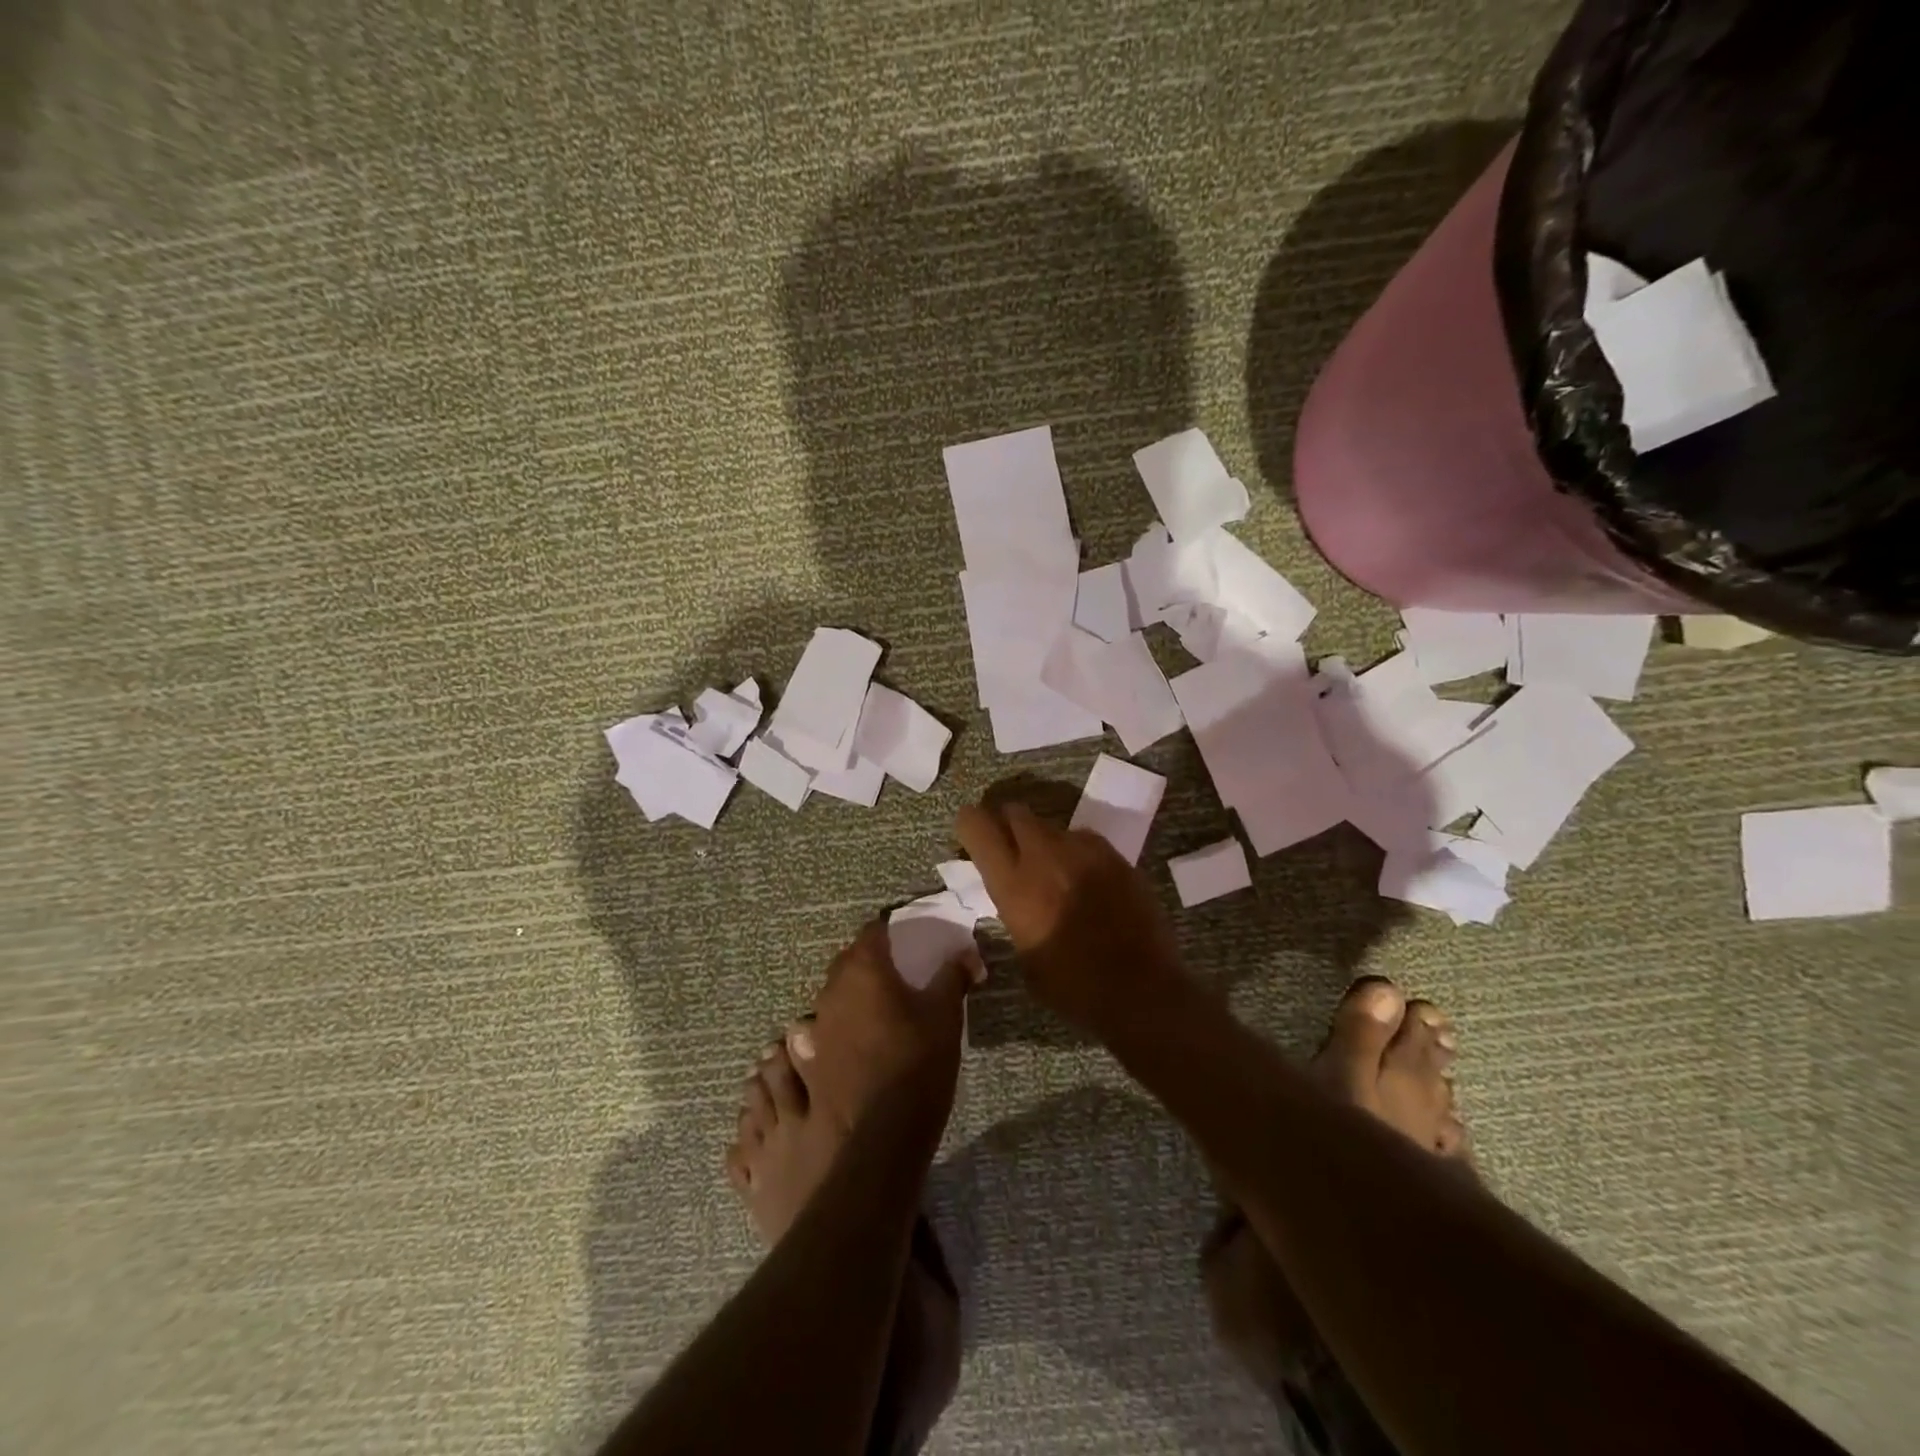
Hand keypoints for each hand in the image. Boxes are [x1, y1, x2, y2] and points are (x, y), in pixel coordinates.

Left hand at [793, 922, 977, 1142]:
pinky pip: (808, 1039)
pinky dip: (821, 1037)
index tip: (908, 941)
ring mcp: (811, 1032)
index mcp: (863, 972)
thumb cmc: (915, 1069)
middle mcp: (830, 994)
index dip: (890, 931)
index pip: (873, 931)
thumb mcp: (945, 1019)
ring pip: (826, 1001)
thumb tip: (965, 953)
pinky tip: (834, 1053)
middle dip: (869, 963)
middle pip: (847, 964)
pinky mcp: (802, 1068)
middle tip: (897, 978)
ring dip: (844, 1001)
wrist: (875, 1147)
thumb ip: (952, 978)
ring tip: (869, 1018)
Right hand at [956, 798, 1187, 1038]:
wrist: (1141, 990)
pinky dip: (1076, 853)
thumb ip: (1012, 908)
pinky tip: (1086, 881)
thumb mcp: (1024, 951)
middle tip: (1011, 850)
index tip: (971, 836)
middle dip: (1007, 825)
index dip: (970, 824)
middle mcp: (1045, 856)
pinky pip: (1084, 841)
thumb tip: (1013, 891)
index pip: (977, 825)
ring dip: (1044, 842)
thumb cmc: (1072, 986)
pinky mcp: (1116, 856)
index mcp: (1013, 884)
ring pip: (1051, 826)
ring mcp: (1084, 851)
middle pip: (1015, 812)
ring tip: (1054, 872)